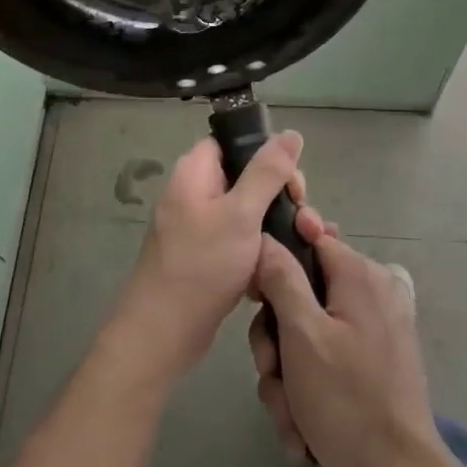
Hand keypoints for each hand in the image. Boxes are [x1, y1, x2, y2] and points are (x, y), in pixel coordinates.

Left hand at [106, 132, 305, 391]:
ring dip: (275, 228)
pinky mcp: (204, 256)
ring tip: (301, 246)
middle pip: (247, 178)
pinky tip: (279, 270)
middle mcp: (194, 192)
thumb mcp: (241, 213)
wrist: (163, 333)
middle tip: (302, 223)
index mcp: (195, 172)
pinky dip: (259, 252)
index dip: (266, 155)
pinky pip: (239, 241)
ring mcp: (198, 226)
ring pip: (247, 213)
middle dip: (279, 198)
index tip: (291, 184)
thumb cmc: (202, 265)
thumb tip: (291, 133)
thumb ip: (267, 172)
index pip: (234, 142)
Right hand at [249, 211, 446, 466]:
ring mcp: (373, 332)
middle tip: (271, 371)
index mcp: (360, 275)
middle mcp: (371, 294)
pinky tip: (302, 429)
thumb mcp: (302, 335)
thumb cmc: (346, 400)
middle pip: (302, 293)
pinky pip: (325, 362)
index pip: (310, 238)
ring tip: (290, 414)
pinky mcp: (372, 366)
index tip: (256, 295)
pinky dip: (308, 392)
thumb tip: (267, 238)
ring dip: (287, 376)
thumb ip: (281, 278)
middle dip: (276, 339)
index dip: (276, 261)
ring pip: (306, 335)